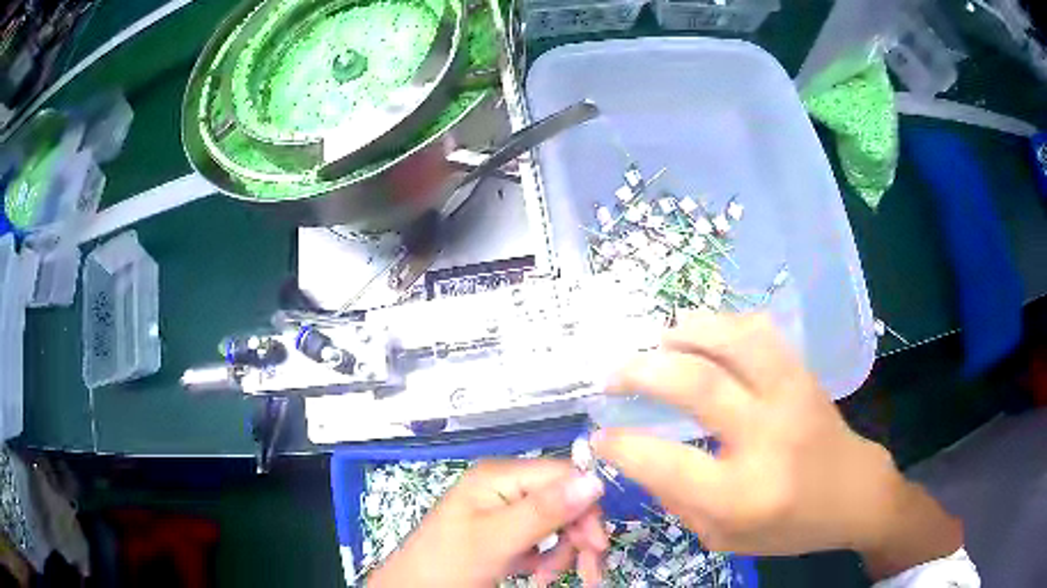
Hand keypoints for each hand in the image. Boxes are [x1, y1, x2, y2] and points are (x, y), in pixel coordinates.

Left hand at [369, 459, 607, 586]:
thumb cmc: (449, 563)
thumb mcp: (497, 539)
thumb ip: (544, 511)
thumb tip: (594, 480)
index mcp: (500, 476)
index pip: (564, 477)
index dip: (586, 508)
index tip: (597, 546)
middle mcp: (505, 486)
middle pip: (563, 502)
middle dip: (577, 537)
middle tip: (586, 571)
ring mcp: (503, 510)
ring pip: (556, 524)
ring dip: (563, 552)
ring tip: (549, 577)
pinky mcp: (503, 532)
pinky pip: (541, 539)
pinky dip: (547, 559)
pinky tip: (537, 574)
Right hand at [592, 313, 962, 577]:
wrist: (852, 494)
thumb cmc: (788, 527)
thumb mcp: (723, 539)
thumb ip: (679, 501)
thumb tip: (640, 457)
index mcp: (741, 495)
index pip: (663, 463)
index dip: (619, 445)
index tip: (599, 435)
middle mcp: (766, 438)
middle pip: (696, 383)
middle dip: (640, 372)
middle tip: (613, 376)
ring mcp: (790, 397)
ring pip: (733, 340)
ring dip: (685, 333)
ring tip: (659, 343)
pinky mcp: (803, 374)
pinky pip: (760, 331)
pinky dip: (723, 325)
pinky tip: (706, 338)